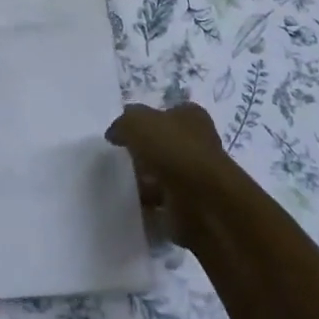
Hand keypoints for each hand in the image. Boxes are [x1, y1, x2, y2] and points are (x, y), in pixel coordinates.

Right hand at [105, 102, 237, 247]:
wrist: (203, 202)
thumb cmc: (173, 150)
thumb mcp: (137, 123)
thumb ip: (123, 124)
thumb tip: (114, 134)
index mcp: (191, 116)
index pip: (166, 112)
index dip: (146, 120)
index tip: (125, 133)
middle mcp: (198, 143)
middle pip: (164, 144)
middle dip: (144, 152)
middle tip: (120, 159)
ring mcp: (197, 176)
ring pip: (164, 174)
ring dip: (146, 181)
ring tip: (122, 185)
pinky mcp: (193, 205)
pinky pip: (165, 202)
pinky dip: (151, 205)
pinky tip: (133, 204)